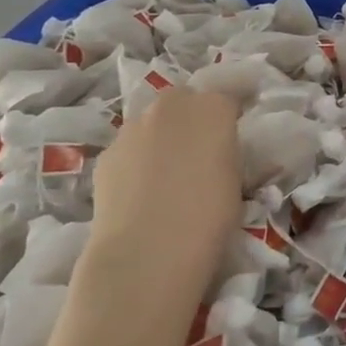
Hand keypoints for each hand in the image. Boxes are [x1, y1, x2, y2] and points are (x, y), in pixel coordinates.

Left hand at [81, 87, 240, 315]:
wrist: (149, 249)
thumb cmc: (211, 215)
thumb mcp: (238, 179)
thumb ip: (229, 154)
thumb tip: (221, 154)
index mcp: (213, 108)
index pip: (230, 95)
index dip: (234, 112)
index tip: (238, 130)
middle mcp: (171, 106)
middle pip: (185, 99)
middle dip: (192, 116)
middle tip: (202, 150)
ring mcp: (133, 128)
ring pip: (152, 122)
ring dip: (163, 136)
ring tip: (170, 173)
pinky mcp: (106, 154)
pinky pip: (130, 148)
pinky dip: (138, 160)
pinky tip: (143, 191)